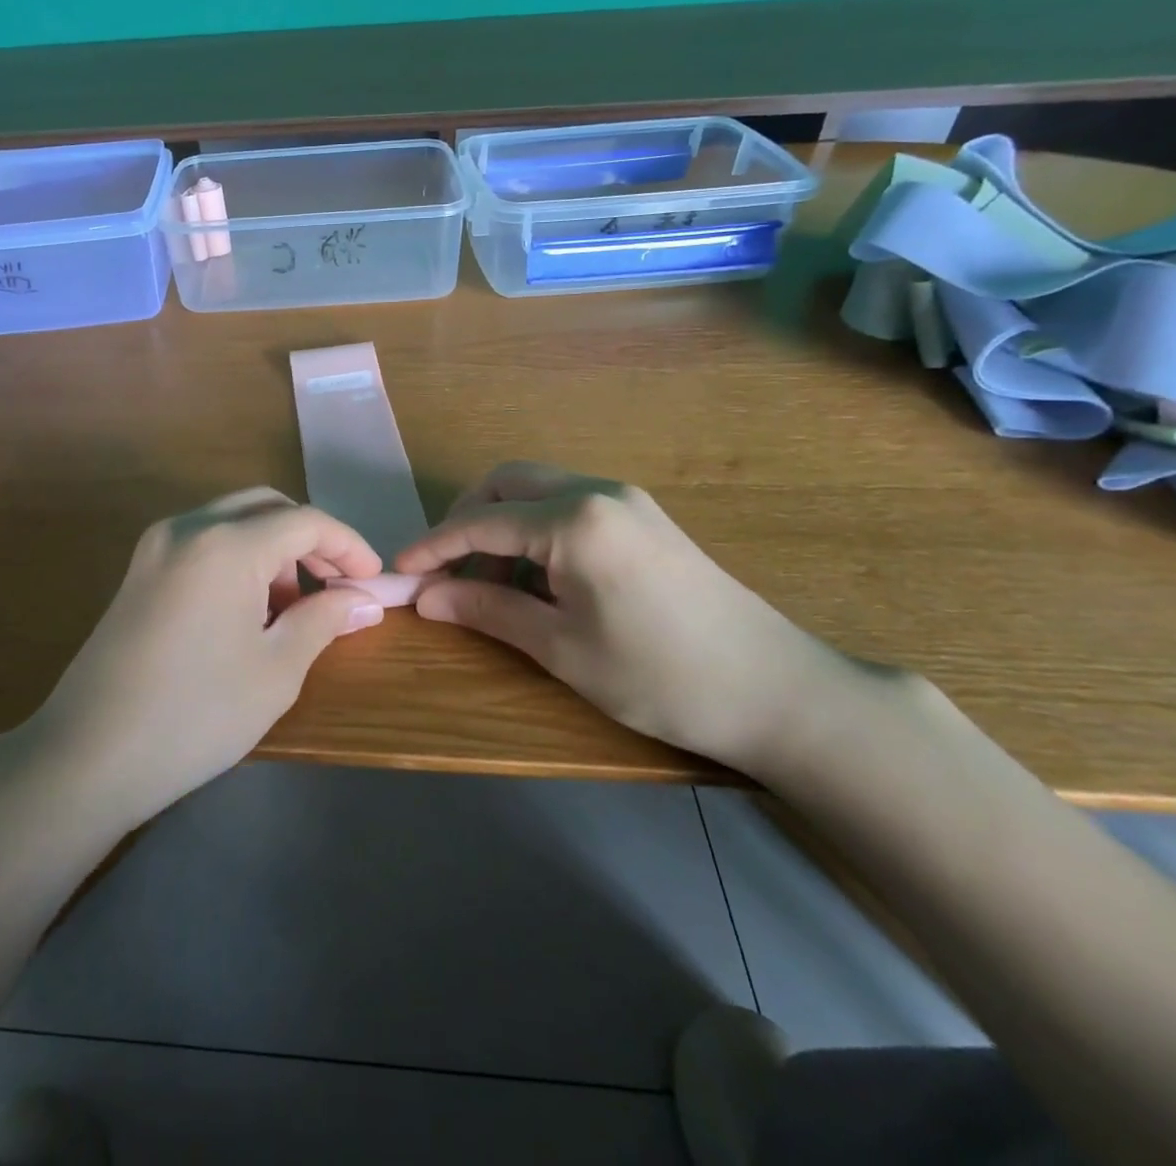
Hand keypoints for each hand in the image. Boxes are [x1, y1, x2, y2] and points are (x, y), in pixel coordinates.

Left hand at [23, 489, 385, 827]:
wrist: (86, 757)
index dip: (347, 545)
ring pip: (232, 521)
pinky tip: (248, 609)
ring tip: (292, 606)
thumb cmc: (195, 715)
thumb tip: (363, 600)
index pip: (304, 521)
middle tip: (337, 584)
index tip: (373, 580)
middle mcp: (187, 527)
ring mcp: (155, 546)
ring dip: (273, 548)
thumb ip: (324, 620)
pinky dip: (238, 558)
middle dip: (309, 539)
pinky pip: (203, 542)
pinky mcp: (138, 571)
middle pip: (266, 507)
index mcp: (225, 543)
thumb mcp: (276, 670)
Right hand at [396, 462, 860, 768]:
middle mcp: (597, 491)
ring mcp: (625, 500)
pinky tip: (537, 577)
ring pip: (537, 490)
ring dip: (501, 524)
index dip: (432, 546)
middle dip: (465, 520)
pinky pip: (568, 506)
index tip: (398, 570)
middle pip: (506, 484)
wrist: (778, 691)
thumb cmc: (660, 675)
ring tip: (490, 583)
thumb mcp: (562, 648)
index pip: (480, 521)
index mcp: (574, 519)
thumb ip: (488, 611)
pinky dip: (535, 530)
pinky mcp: (644, 517)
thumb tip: (425, 597)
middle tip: (445, 570)